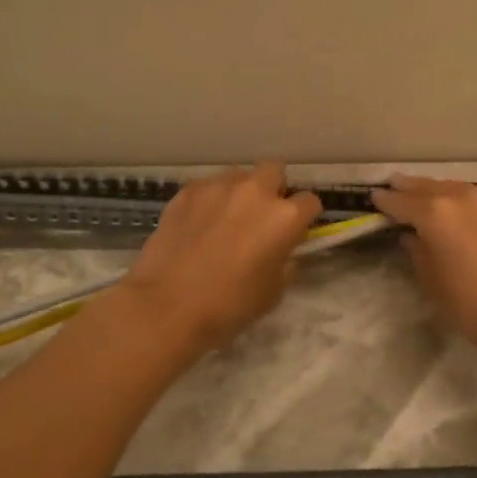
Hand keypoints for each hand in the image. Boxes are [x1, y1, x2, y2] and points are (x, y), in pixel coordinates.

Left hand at [123, 163, 321, 350]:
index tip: (295, 232)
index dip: (305, 218)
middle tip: (261, 217)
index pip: (310, 202)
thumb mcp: (273, 293)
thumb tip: (284, 252)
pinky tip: (198, 224)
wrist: (166, 306)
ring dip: (240, 192)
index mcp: (285, 217)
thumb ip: (286, 263)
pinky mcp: (188, 191)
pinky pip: (208, 187)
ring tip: (226, 218)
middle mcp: (256, 191)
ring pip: (239, 176)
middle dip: (273, 189)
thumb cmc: (228, 306)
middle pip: (275, 171)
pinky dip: (209, 200)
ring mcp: (219, 186)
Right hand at [372, 174, 476, 359]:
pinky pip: (472, 196)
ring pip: (451, 187)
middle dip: (407, 187)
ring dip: (433, 190)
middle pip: (425, 186)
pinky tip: (455, 208)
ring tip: (421, 194)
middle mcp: (459, 197)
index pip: (400, 202)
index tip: (373, 198)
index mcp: (434, 213)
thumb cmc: (472, 305)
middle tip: (392, 186)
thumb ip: (418, 252)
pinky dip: (457, 198)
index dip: (385, 201)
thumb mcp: (433, 282)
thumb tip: (411, 236)